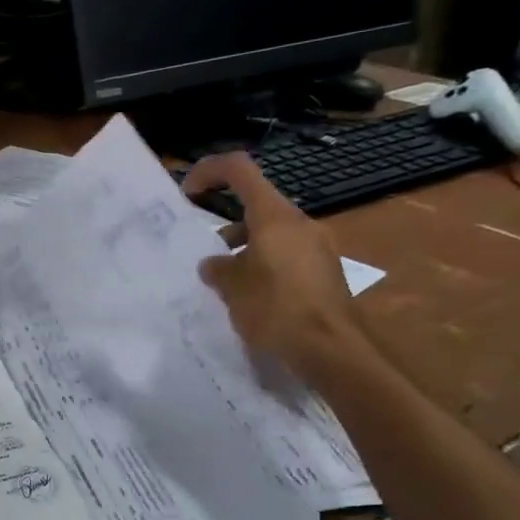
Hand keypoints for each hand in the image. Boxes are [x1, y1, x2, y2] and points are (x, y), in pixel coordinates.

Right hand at [182, 153, 366, 379]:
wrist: (330, 349)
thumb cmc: (275, 309)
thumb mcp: (232, 288)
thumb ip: (218, 268)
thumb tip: (214, 263)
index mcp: (274, 217)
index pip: (239, 170)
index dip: (209, 171)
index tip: (189, 193)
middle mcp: (299, 223)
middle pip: (257, 205)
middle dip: (227, 225)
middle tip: (207, 254)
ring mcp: (317, 246)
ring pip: (272, 233)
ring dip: (245, 247)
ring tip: (227, 281)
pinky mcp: (325, 271)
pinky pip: (287, 255)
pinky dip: (265, 264)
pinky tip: (253, 296)